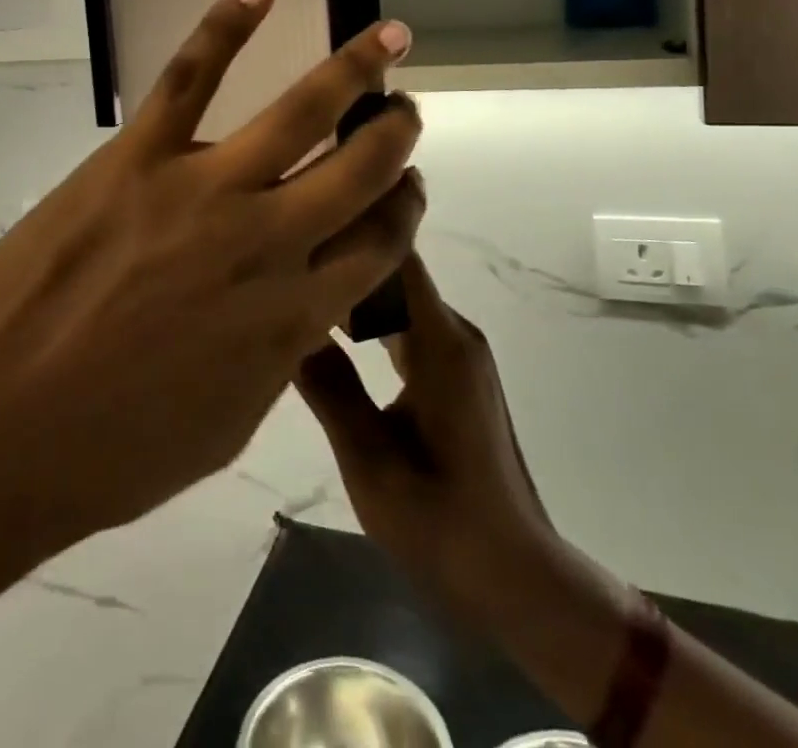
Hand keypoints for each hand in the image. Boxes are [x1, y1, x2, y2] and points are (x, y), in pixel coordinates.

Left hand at [0, 0, 423, 550]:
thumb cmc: (112, 450)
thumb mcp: (226, 424)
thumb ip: (276, 357)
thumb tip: (301, 311)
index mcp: (293, 316)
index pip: (378, 247)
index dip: (403, 212)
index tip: (407, 191)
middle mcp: (268, 243)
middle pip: (360, 171)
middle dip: (395, 136)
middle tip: (405, 112)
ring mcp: (204, 189)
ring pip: (300, 112)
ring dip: (354, 71)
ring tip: (389, 40)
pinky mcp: (138, 156)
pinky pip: (191, 76)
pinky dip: (227, 26)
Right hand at [297, 256, 625, 632]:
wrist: (517, 577)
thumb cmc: (444, 525)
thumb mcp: (370, 463)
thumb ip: (329, 388)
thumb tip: (283, 322)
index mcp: (440, 344)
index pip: (397, 256)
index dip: (353, 228)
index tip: (300, 219)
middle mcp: (454, 332)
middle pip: (395, 268)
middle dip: (341, 254)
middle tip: (280, 253)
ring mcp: (457, 350)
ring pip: (398, 295)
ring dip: (351, 286)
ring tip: (293, 280)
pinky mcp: (454, 369)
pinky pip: (405, 322)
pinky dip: (367, 316)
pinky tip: (328, 326)